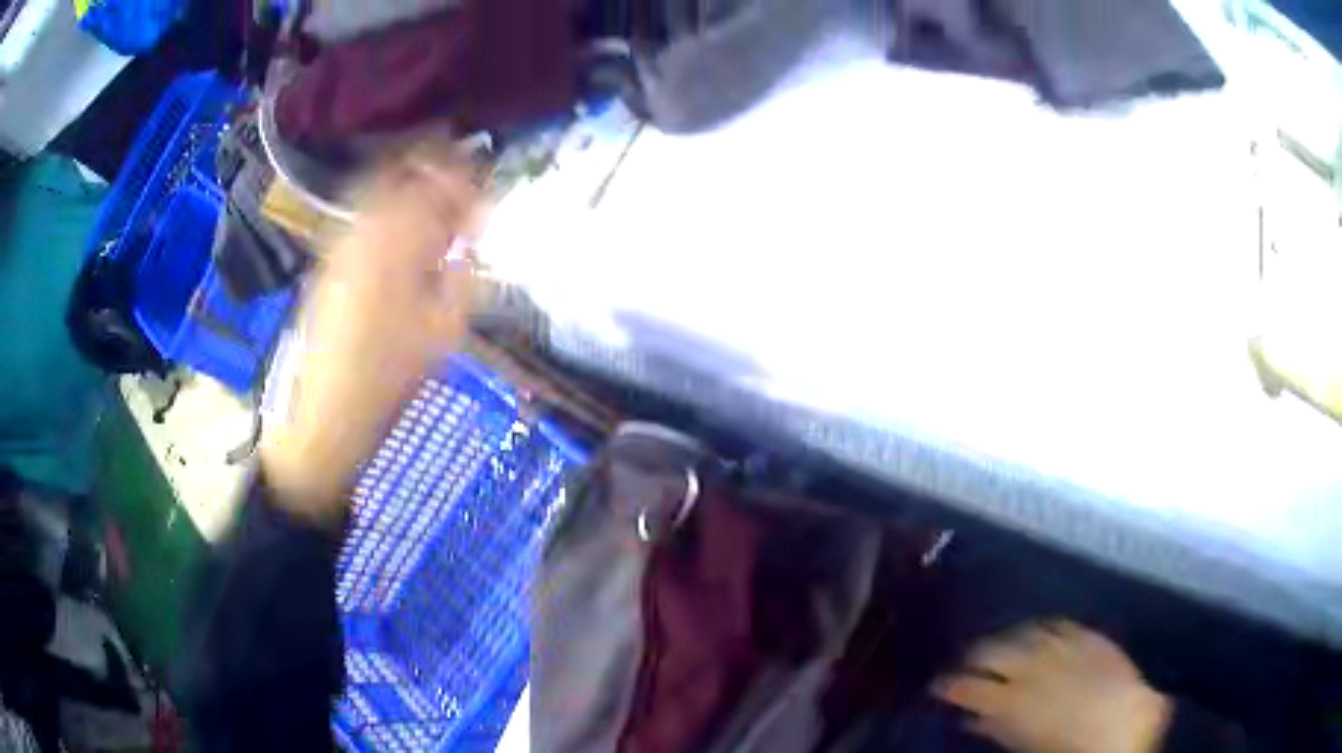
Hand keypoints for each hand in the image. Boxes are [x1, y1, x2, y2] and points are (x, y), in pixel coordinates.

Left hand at [262, 143, 485, 526]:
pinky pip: (361, 216)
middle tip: (459, 182)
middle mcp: (364, 231)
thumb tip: (470, 246)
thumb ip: (462, 279)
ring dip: (408, 187)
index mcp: (397, 245)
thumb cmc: (388, 379)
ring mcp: (340, 244)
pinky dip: (386, 210)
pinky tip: (400, 234)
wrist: (325, 413)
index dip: (464, 178)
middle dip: (433, 168)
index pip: (436, 187)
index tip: (484, 187)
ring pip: (377, 191)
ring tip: (432, 205)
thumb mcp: (443, 333)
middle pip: (401, 174)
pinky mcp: (328, 262)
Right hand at [935, 621, 1170, 752]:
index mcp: (1013, 697)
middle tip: (964, 662)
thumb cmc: (1068, 745)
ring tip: (999, 642)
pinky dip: (1044, 627)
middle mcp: (1033, 664)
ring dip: (1008, 636)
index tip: (938, 684)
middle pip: (993, 650)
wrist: (1122, 724)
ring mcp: (1063, 645)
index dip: (950, 683)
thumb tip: (975, 716)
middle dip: (974, 655)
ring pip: (1024, 631)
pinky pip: (1059, 624)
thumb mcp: (1023, 742)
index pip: (969, 685)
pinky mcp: (1088, 635)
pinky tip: (1040, 630)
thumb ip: (997, 727)